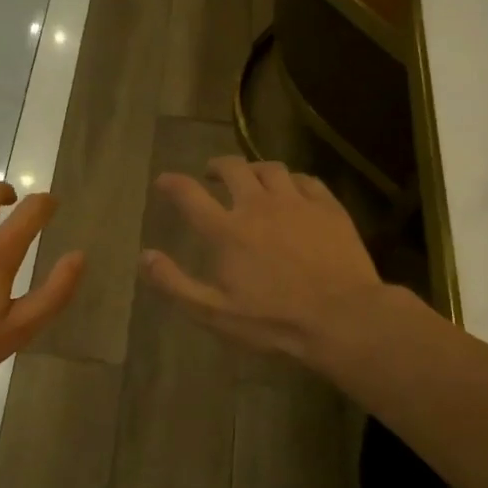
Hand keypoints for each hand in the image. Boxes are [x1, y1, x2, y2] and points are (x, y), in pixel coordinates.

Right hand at [142, 157, 382, 364]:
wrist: (342, 318)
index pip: (190, 195)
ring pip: (270, 168)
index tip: (163, 181)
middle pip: (233, 169)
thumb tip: (145, 256)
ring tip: (251, 178)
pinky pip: (306, 180)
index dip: (172, 183)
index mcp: (227, 231)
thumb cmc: (273, 320)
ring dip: (253, 169)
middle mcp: (258, 205)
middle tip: (211, 174)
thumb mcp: (214, 312)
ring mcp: (296, 203)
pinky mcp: (328, 208)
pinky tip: (291, 191)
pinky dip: (291, 181)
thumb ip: (175, 283)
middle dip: (217, 166)